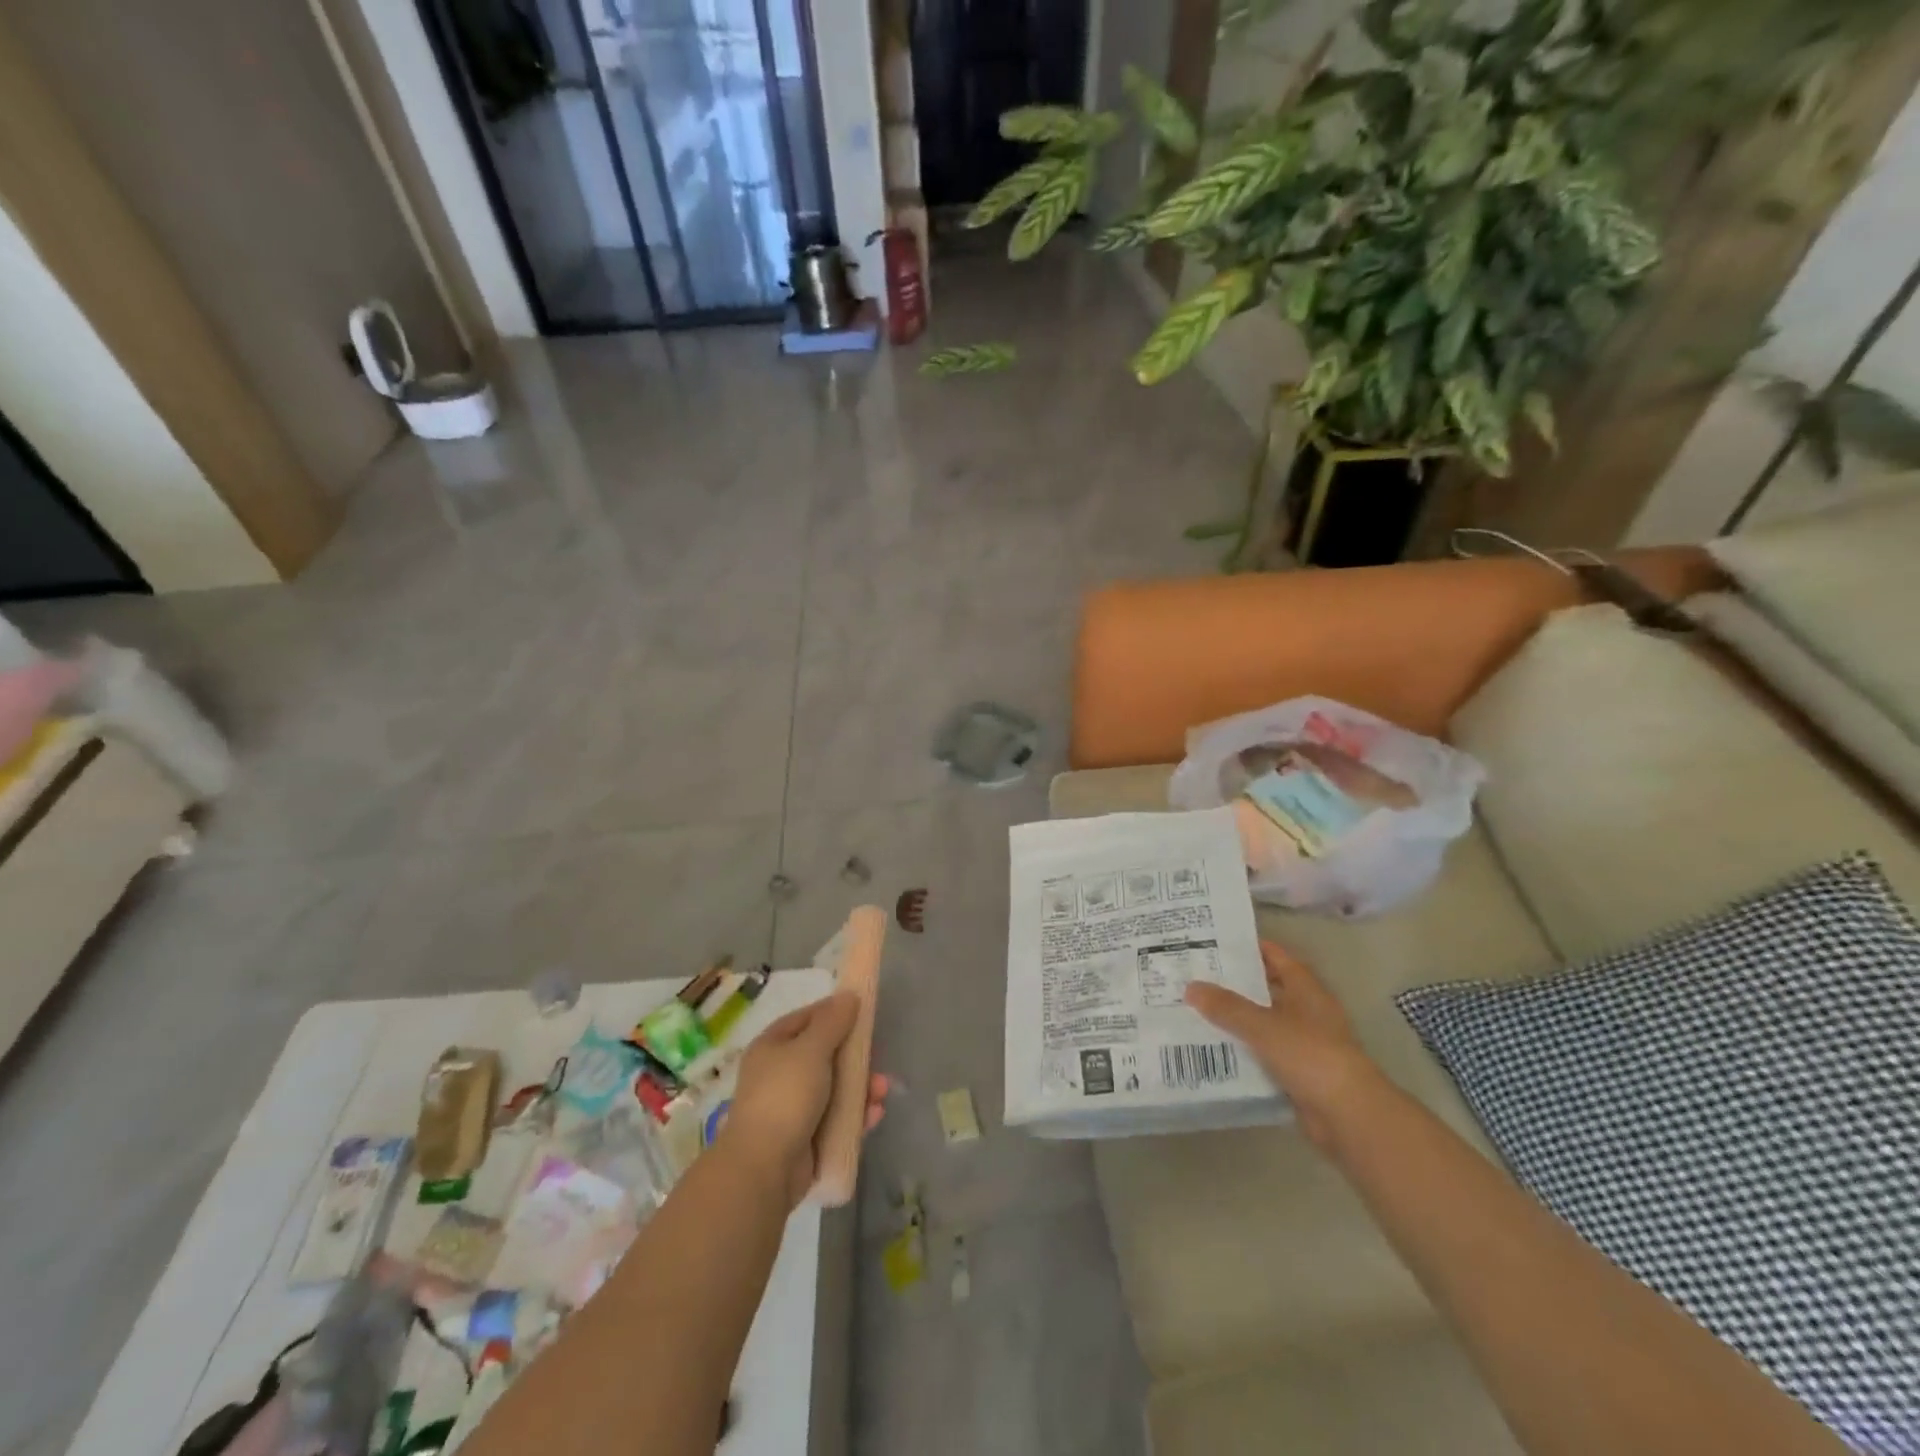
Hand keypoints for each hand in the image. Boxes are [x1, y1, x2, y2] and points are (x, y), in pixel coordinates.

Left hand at [720, 992, 887, 1206]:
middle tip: (878, 1058)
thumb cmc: (786, 1096)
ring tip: (882, 1092)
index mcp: (772, 1046)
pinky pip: (836, 1118)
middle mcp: (780, 1074)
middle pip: (825, 1055)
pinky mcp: (805, 1138)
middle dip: (855, 1057)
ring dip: (861, 1087)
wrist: (764, 1168)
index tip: (862, 1013)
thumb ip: (832, 1021)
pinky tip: (874, 1115)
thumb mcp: (811, 1049)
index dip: (833, 1013)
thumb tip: (848, 995)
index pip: (806, 1019)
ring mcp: (792, 1108)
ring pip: (834, 1088)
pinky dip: (855, 1115)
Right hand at [1185, 941, 1383, 1149]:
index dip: (1250, 948)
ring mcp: (1305, 1044)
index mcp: (1307, 990)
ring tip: (1196, 1010)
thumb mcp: (1263, 1025)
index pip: (1277, 957)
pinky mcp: (1299, 1073)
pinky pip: (1264, 1053)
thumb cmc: (1310, 1055)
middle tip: (1197, 976)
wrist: (1349, 1115)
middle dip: (1236, 984)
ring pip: (1264, 1023)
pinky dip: (1244, 1050)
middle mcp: (1308, 1012)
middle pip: (1268, 989)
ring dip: (1237, 1019)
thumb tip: (1191, 987)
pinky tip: (1214, 1048)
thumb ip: (1227, 1007)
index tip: (1215, 942)